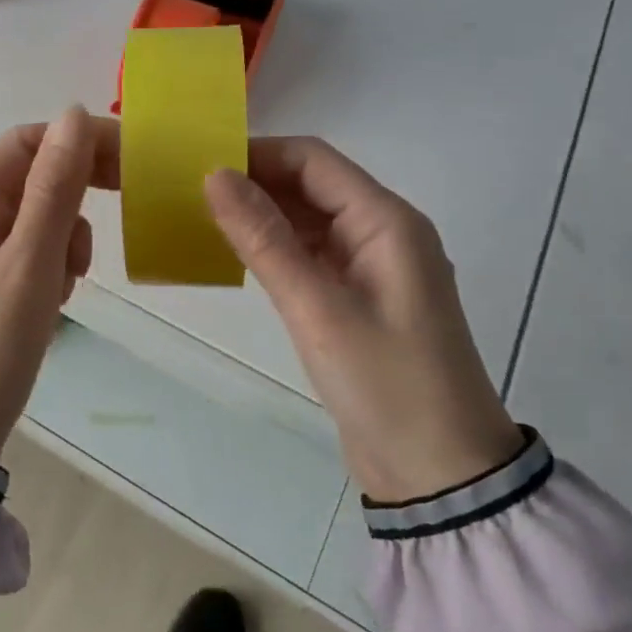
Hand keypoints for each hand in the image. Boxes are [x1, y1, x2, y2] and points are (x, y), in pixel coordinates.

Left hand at [0, 106, 117, 460]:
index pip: (28, 142)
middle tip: (117, 216)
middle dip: (76, 192)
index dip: (79, 141)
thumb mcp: (29, 266)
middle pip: (32, 176)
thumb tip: (74, 113)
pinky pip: (29, 249)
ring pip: (37, 214)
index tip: (130, 164)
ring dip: (65, 235)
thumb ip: (54, 189)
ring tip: (67, 282)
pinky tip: (54, 299)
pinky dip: (52, 263)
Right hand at [205, 139, 522, 501]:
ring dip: (262, 213)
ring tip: (202, 216)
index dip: (257, 154)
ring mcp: (371, 265)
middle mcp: (382, 231)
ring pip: (309, 217)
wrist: (441, 477)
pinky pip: (311, 252)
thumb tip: (214, 175)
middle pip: (311, 184)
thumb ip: (264, 238)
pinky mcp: (358, 296)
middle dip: (255, 182)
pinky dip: (276, 247)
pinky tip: (237, 253)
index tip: (201, 164)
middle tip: (190, 191)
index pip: (313, 160)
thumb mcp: (317, 309)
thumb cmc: (386, 385)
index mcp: (386, 221)